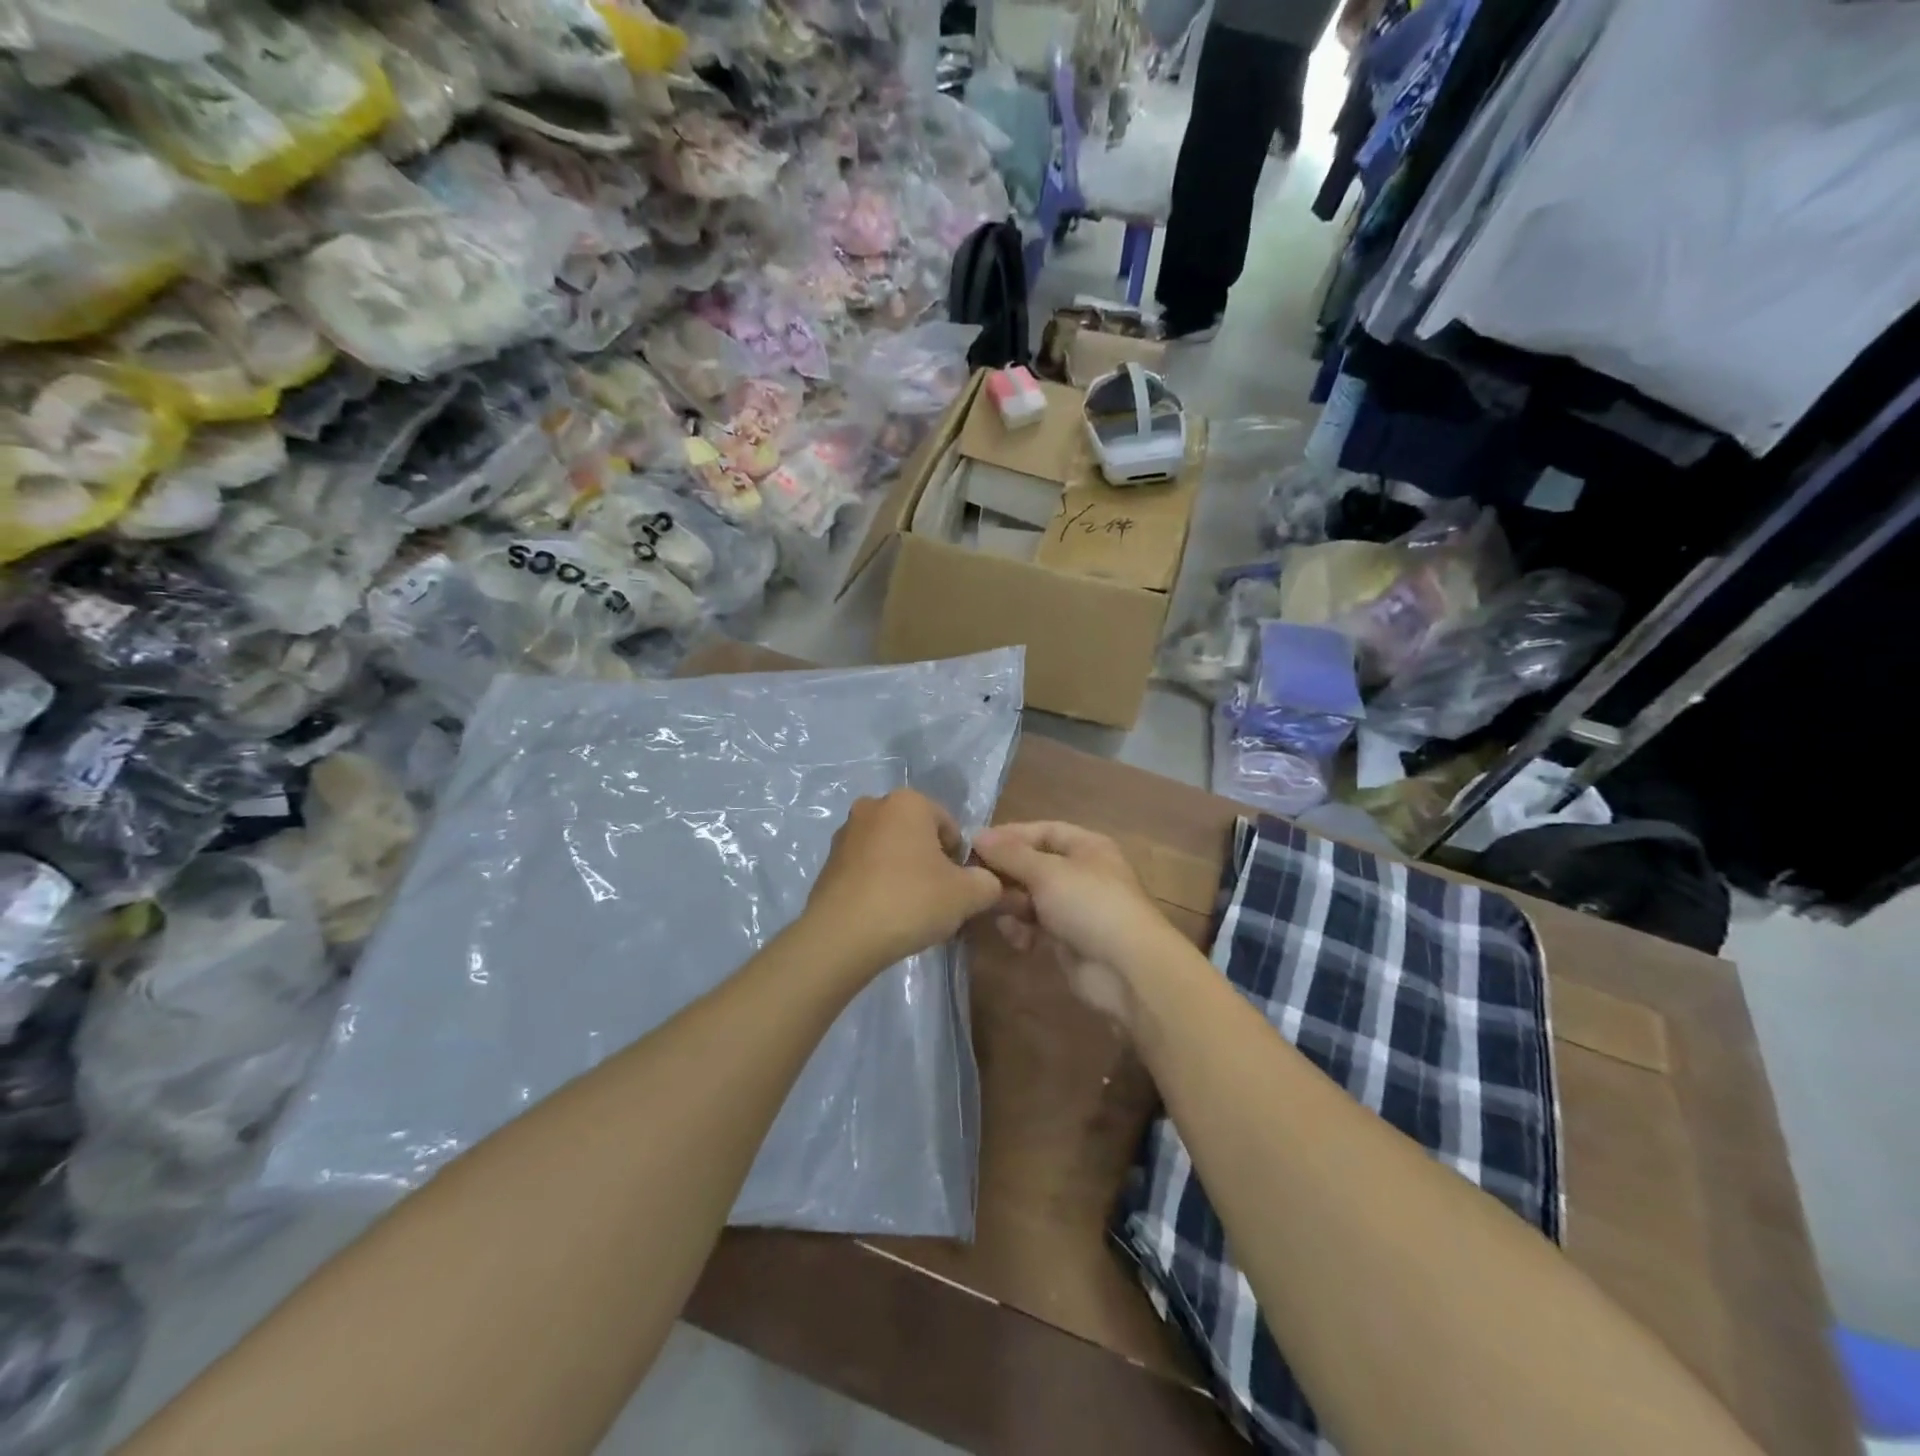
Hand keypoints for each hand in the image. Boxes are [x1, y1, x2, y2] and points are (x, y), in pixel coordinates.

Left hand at [803, 790, 1002, 974]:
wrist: (842, 936)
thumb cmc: (911, 901)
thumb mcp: (968, 895)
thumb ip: (988, 882)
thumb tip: (988, 882)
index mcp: (908, 801)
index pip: (949, 826)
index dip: (959, 859)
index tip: (957, 888)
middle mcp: (873, 806)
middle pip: (917, 835)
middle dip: (929, 862)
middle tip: (936, 899)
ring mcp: (845, 833)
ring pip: (890, 851)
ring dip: (903, 872)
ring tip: (909, 910)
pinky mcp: (828, 862)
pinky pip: (866, 868)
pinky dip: (878, 884)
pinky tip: (883, 914)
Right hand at [970, 822, 1173, 1029]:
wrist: (1127, 969)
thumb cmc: (1089, 904)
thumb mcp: (1046, 871)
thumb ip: (1010, 854)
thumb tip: (977, 835)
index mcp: (1086, 847)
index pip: (1042, 831)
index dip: (1010, 835)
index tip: (974, 845)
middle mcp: (1082, 873)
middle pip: (1034, 865)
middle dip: (1007, 874)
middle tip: (976, 882)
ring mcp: (1075, 908)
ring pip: (1031, 898)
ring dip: (1011, 904)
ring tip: (997, 911)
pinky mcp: (1068, 940)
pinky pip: (1036, 927)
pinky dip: (1023, 930)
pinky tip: (1018, 939)